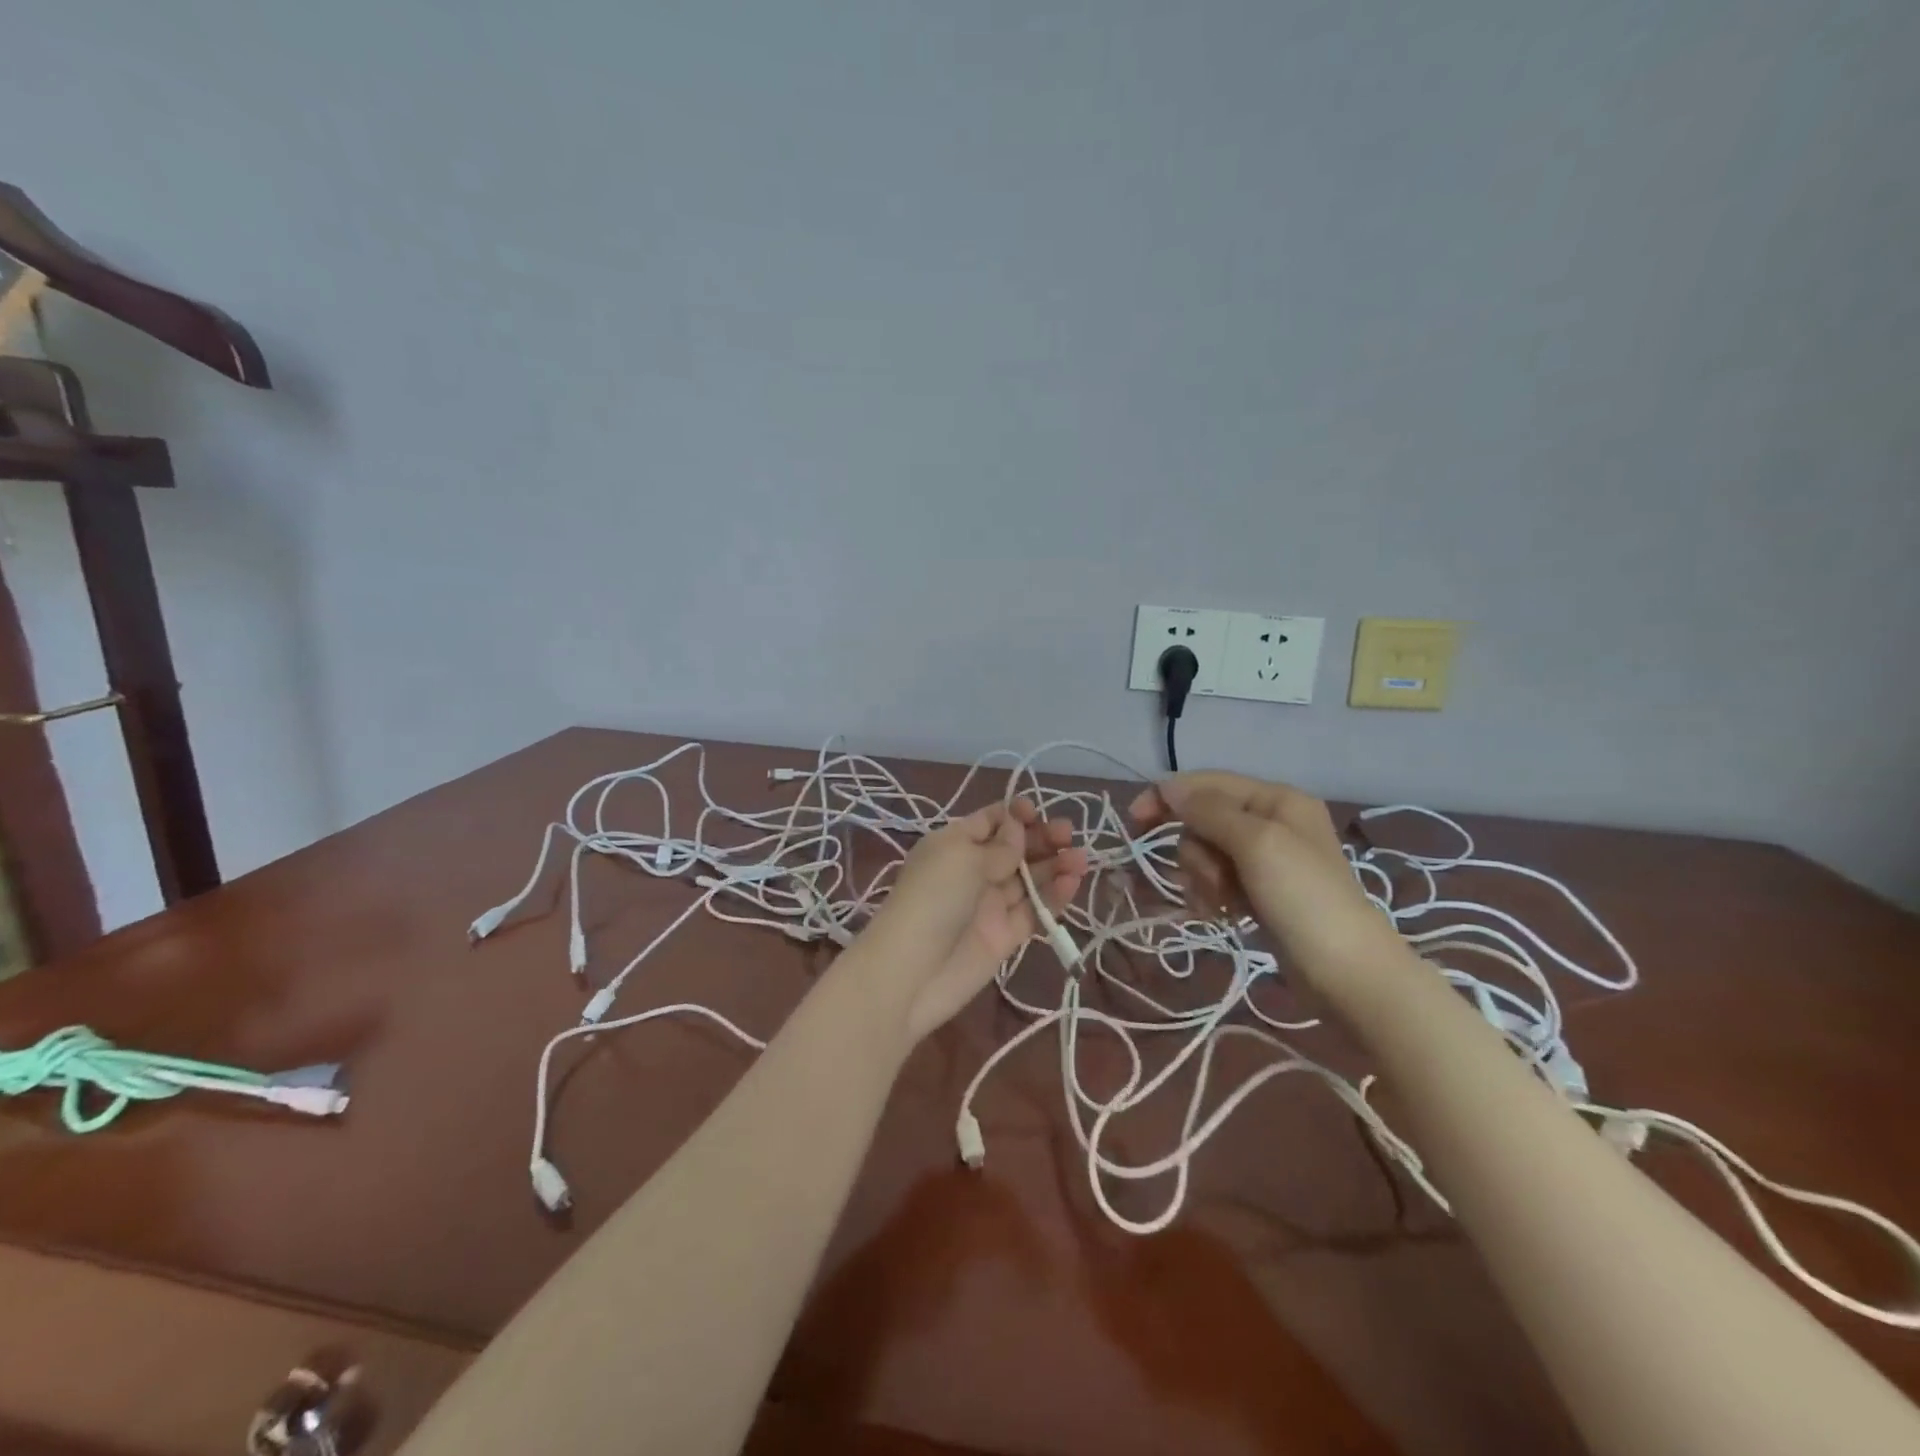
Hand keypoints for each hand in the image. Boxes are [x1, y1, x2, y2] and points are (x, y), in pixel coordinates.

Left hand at [859, 799, 1086, 1042]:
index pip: (990, 821)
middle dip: (1042, 838)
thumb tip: (1018, 827)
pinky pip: (1034, 911)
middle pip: (1014, 848)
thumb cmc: (933, 899)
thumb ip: (999, 846)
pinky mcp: (1005, 936)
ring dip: (1055, 865)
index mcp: (954, 844)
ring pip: (1029, 879)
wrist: (912, 972)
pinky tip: (1073, 882)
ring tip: (1081, 858)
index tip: (1037, 812)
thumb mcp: (962, 858)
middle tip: (1068, 834)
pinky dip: (1054, 896)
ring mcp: (990, 904)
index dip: (1015, 814)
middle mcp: (973, 871)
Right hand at [1129, 771, 1394, 985]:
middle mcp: (1270, 822)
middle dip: (1197, 852)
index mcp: (1276, 799)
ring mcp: (1265, 860)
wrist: (1346, 973)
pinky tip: (1221, 915)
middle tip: (1215, 880)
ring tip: (1223, 904)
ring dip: (1203, 878)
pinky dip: (1210, 896)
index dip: (1168, 796)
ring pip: (1205, 854)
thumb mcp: (1256, 843)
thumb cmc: (1303, 898)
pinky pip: (1216, 881)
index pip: (1207, 784)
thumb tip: (1167, 786)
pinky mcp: (1258, 893)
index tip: (1135, 820)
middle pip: (1202, 821)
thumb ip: (1209, 811)